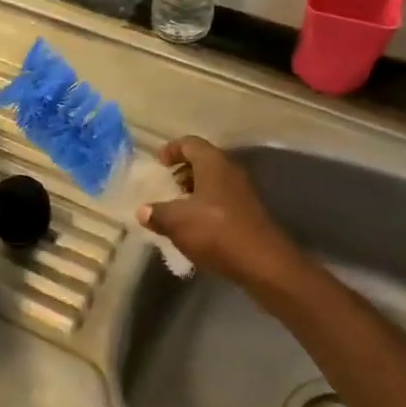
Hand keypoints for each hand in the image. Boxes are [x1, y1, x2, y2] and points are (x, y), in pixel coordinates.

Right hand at [138, 137, 302, 289]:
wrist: (263, 263)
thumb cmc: (216, 232)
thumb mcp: (176, 222)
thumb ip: (156, 213)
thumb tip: (143, 211)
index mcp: (213, 163)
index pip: (190, 143)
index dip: (171, 149)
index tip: (157, 162)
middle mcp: (230, 172)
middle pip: (202, 162)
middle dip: (181, 172)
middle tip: (164, 186)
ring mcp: (242, 193)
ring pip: (212, 183)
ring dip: (192, 192)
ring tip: (174, 208)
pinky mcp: (248, 214)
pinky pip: (221, 201)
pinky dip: (204, 207)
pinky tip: (193, 227)